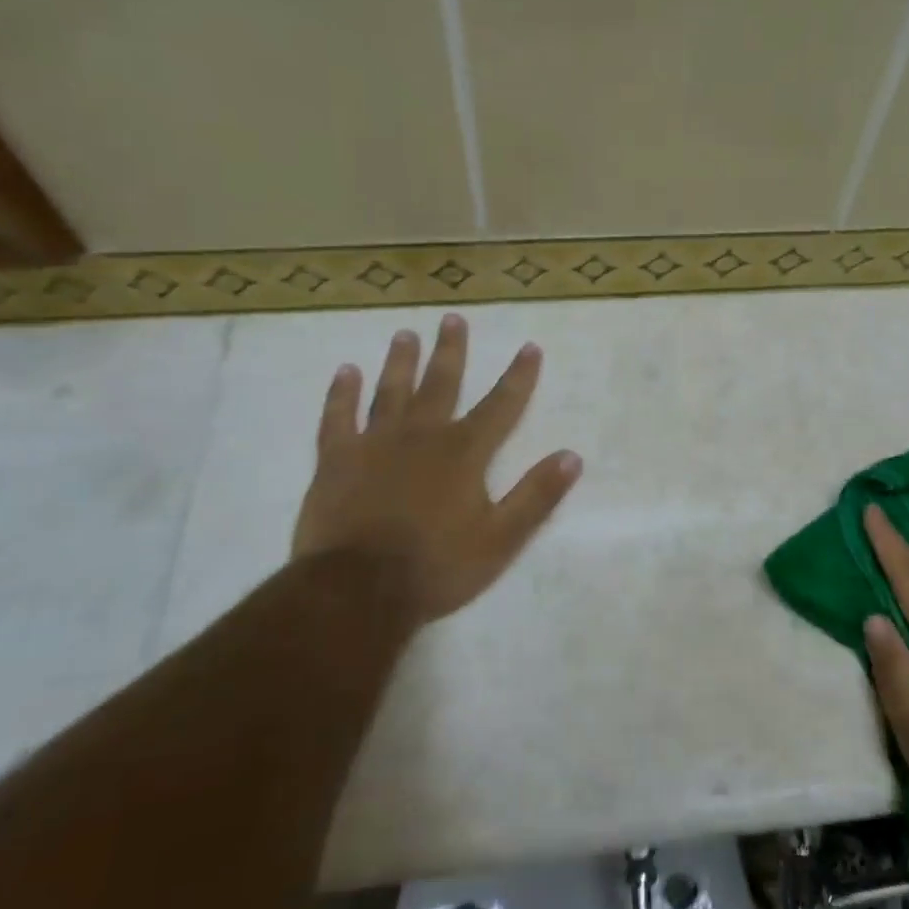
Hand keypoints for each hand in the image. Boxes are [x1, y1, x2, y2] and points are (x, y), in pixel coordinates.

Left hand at [291, 314, 581, 628]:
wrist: (358, 591)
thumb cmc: (437, 567)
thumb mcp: (501, 540)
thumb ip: (536, 496)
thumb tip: (572, 456)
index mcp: (464, 453)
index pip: (501, 405)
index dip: (519, 376)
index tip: (530, 347)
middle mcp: (422, 436)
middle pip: (441, 384)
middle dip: (451, 351)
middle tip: (452, 318)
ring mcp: (374, 444)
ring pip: (390, 392)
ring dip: (400, 362)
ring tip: (404, 333)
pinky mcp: (336, 460)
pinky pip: (337, 418)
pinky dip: (341, 394)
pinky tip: (346, 371)